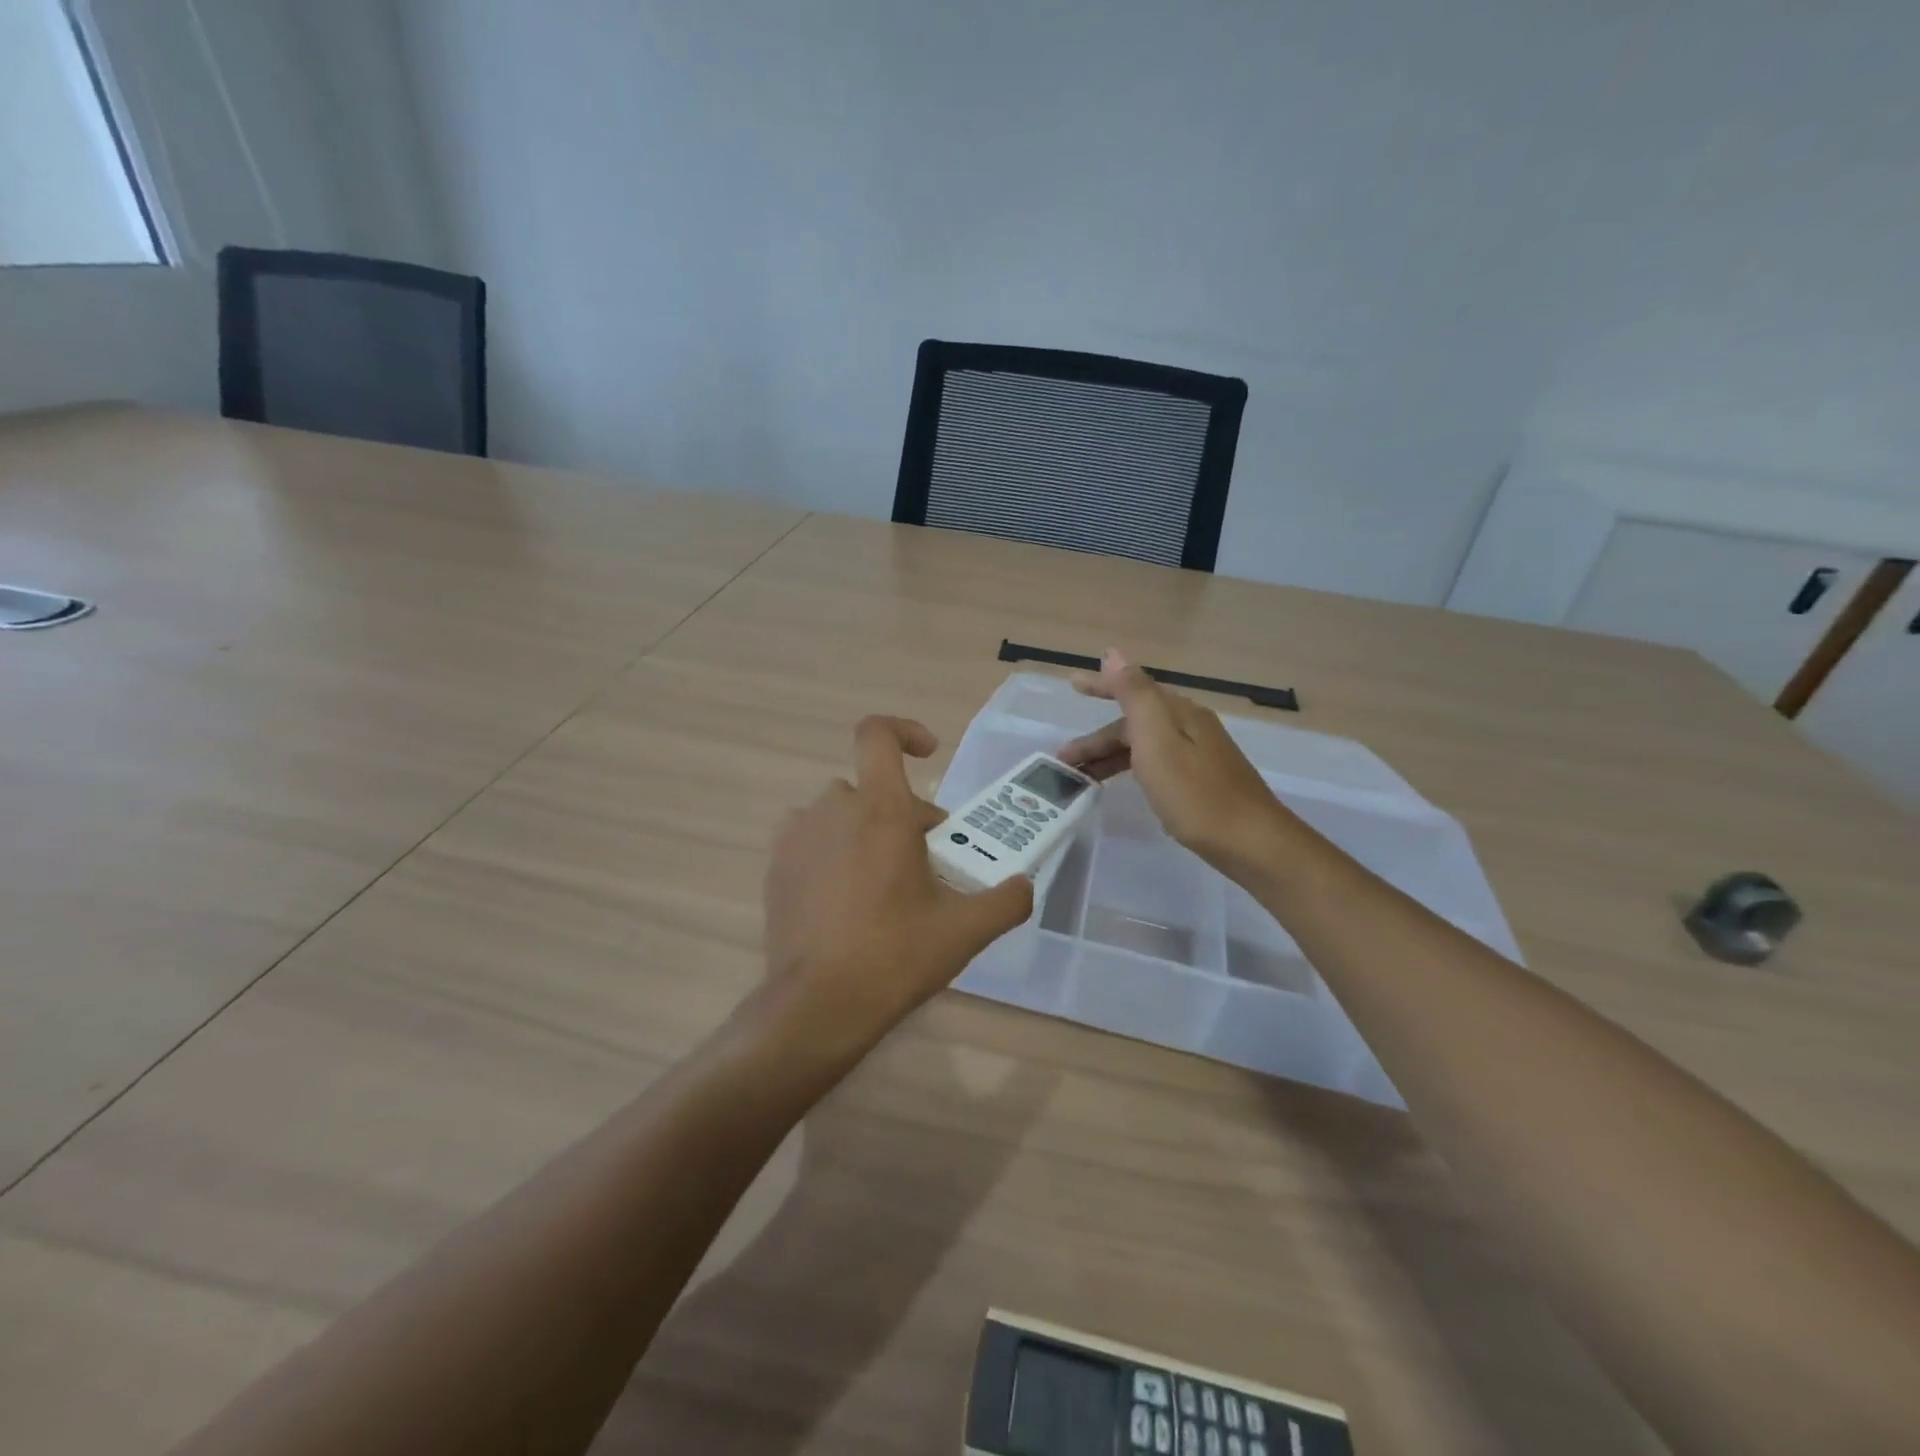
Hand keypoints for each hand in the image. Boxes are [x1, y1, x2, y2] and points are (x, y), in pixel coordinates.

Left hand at [760, 716, 1033, 1056]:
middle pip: (872, 788)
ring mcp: (797, 837)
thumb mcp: (964, 931)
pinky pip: (811, 841)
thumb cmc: (894, 955)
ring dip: (865, 832)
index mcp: (880, 809)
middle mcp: (832, 809)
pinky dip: (833, 853)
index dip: (903, 731)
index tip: (928, 754)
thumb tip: (1025, 885)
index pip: (877, 734)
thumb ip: (1006, 901)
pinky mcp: (775, 867)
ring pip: (840, 815)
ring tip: (885, 883)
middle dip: (904, 815)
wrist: (817, 1005)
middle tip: (928, 863)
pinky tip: (847, 900)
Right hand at [1059, 650, 1288, 873]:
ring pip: (1143, 745)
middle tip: (1064, 760)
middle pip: (1135, 722)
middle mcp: (1191, 726)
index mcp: (1179, 712)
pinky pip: (1155, 762)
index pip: (1133, 689)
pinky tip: (1126, 784)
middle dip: (1097, 737)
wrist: (1250, 842)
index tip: (1072, 685)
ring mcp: (1200, 754)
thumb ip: (1134, 694)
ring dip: (1110, 756)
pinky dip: (1131, 767)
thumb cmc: (1195, 793)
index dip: (1101, 686)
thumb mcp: (1157, 739)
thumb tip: (1114, 653)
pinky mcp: (1203, 780)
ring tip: (1083, 779)